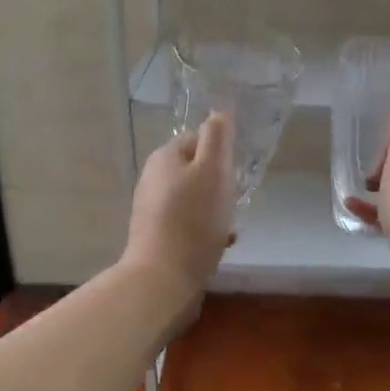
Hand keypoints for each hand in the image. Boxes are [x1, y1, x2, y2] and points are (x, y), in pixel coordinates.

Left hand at [121, 112, 237, 303]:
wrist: (162, 278)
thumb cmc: (193, 219)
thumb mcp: (213, 170)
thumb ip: (217, 138)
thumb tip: (219, 112)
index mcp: (164, 157)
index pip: (198, 139)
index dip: (221, 152)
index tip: (236, 172)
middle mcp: (153, 179)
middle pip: (196, 171)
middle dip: (219, 184)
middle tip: (236, 200)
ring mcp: (152, 209)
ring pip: (194, 199)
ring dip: (215, 209)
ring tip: (231, 226)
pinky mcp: (156, 237)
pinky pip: (188, 224)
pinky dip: (205, 230)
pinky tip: (220, 245)